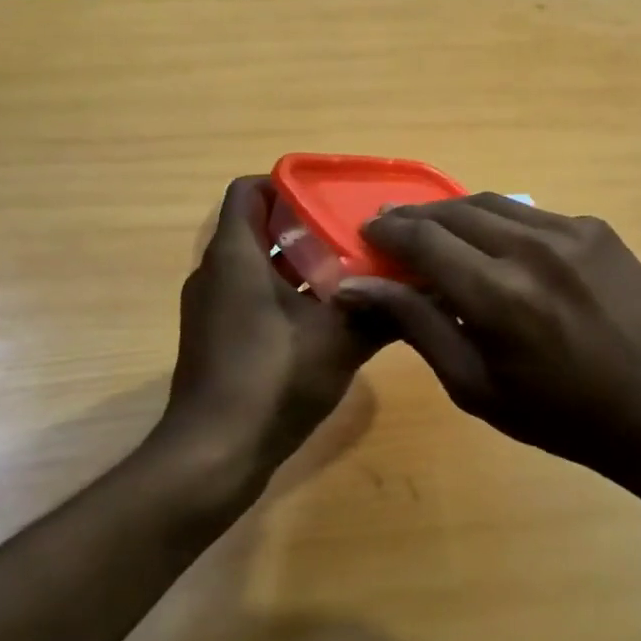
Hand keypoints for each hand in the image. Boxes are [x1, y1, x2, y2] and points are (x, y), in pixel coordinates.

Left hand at [158, 177, 388, 481]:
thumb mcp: (340, 340)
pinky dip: (284, 295)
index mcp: (234, 255)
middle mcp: (215, 273)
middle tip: (354, 233)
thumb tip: (429, 285)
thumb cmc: (272, 379)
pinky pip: (250, 297)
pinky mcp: (216, 338)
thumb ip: (383, 309)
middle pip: (258, 227)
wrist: (213, 456)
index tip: (330, 197)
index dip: (287, 184)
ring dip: (298, 264)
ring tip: (350, 270)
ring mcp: (211, 308)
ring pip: (256, 266)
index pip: (249, 190)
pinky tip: (327, 317)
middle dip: (306, 226)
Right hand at [333, 195, 640, 479]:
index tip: (366, 234)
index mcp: (497, 295)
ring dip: (454, 214)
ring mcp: (570, 231)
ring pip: (491, 204)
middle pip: (452, 211)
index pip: (422, 240)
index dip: (387, 232)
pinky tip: (498, 248)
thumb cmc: (560, 415)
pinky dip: (501, 225)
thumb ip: (415, 325)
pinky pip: (531, 215)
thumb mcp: (474, 385)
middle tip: (392, 230)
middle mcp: (530, 248)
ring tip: (436, 232)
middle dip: (414, 217)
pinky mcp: (596, 228)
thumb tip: (356, 287)